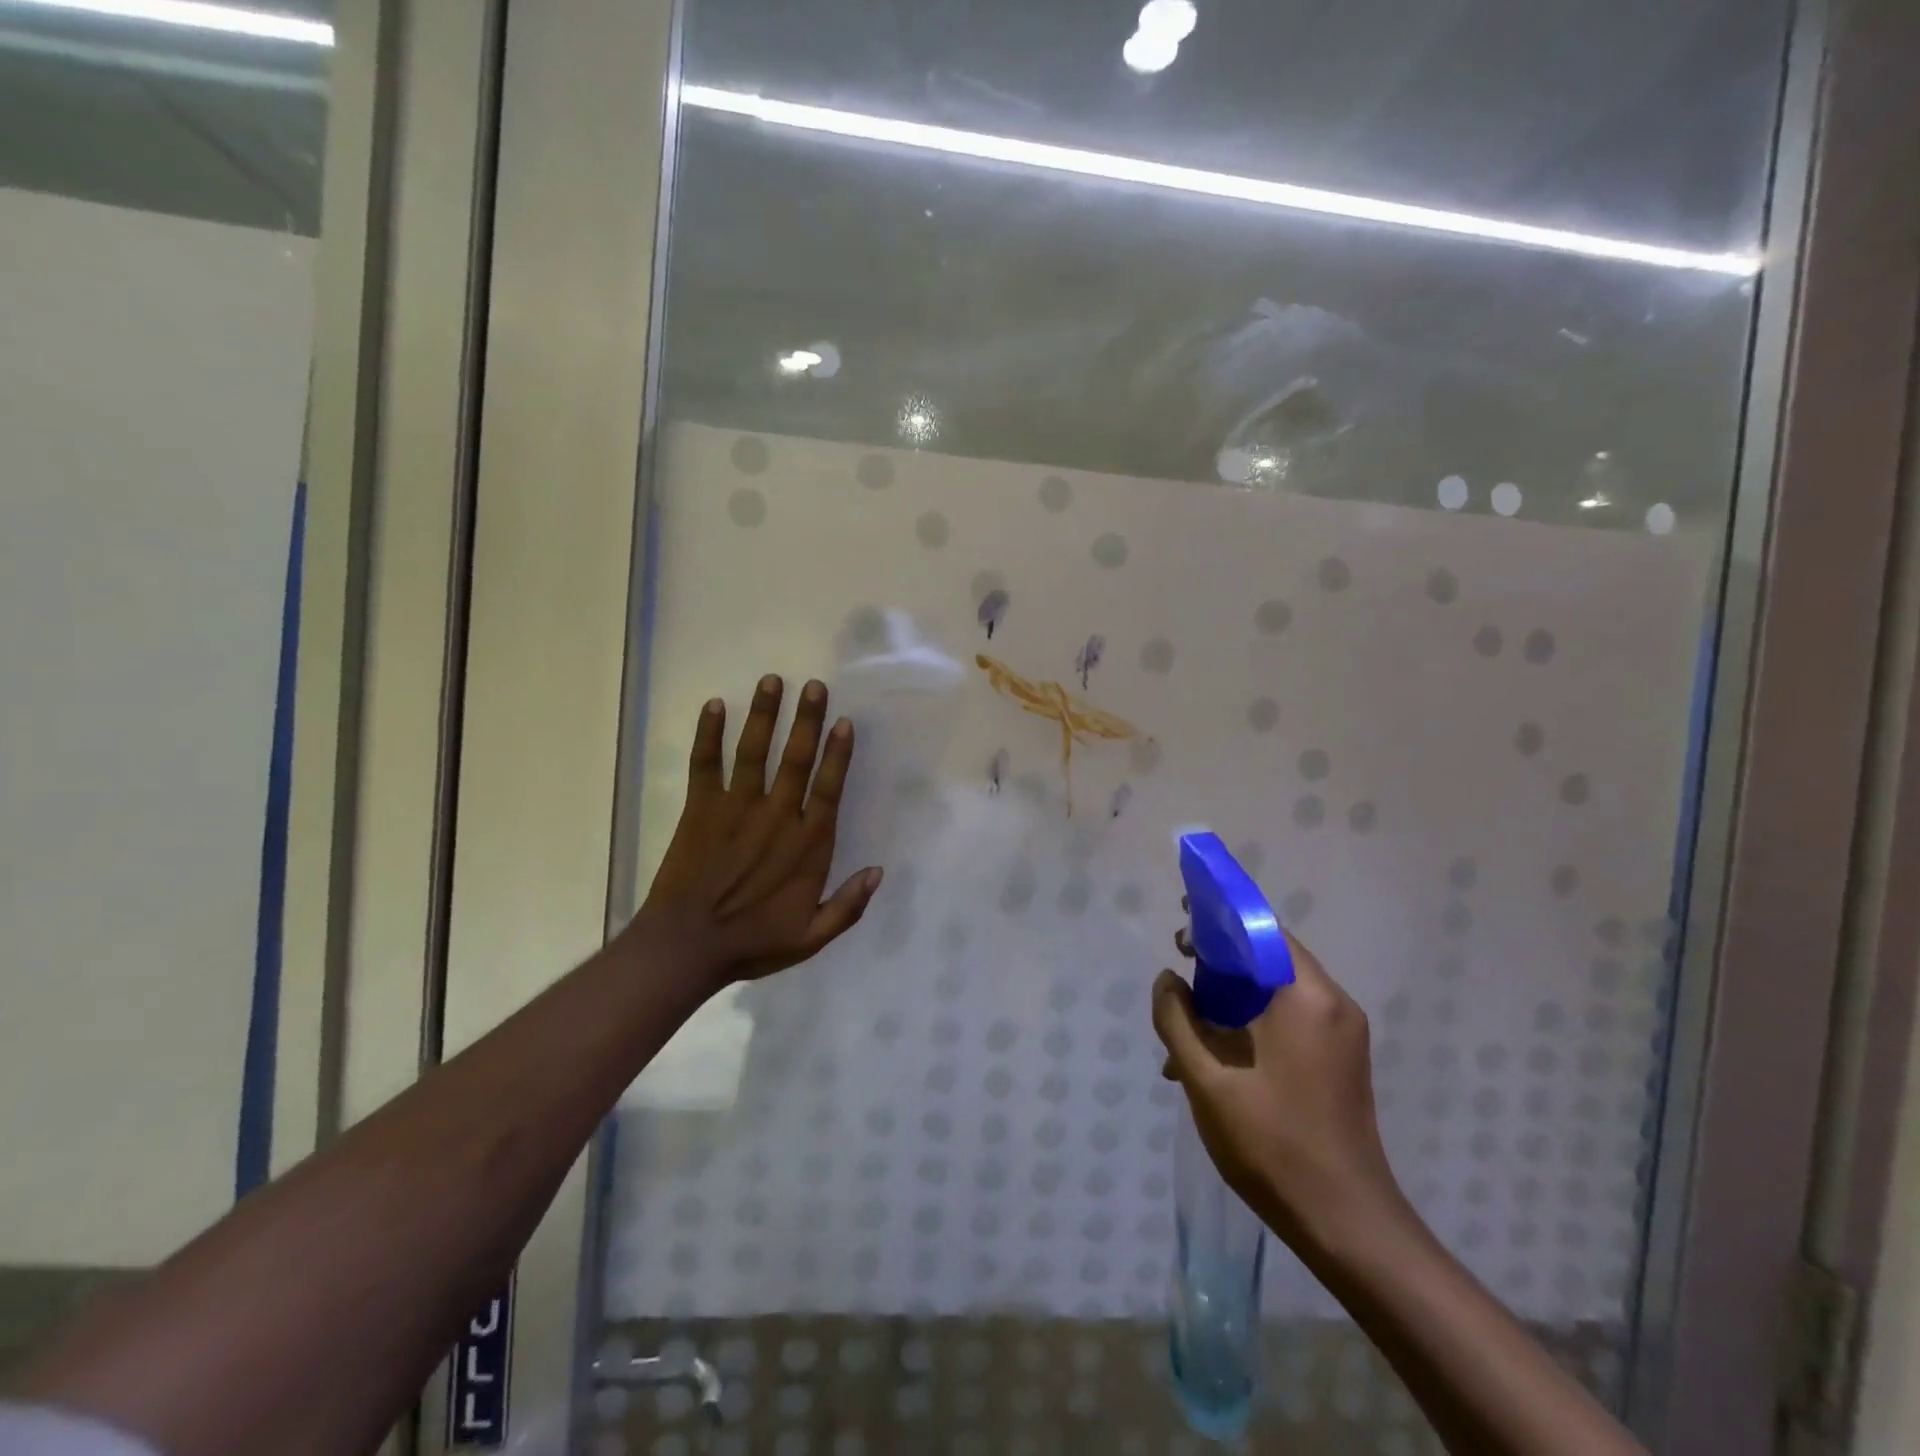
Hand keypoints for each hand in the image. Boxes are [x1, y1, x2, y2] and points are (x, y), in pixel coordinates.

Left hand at [636, 675, 882, 986]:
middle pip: (796, 759)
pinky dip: (708, 735)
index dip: (837, 754)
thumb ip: (848, 905)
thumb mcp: (811, 937)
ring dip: (764, 715)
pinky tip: (714, 705)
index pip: (828, 788)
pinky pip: (705, 765)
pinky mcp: (700, 809)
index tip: (844, 722)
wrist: (686, 947)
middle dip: (807, 720)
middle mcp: (776, 816)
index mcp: (807, 844)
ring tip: (772, 681)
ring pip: (754, 752)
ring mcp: (736, 808)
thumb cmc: (752, 942)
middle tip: (814, 686)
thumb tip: (879, 872)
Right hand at [1151, 917, 1406, 1255]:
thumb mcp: (1207, 1081)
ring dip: (1232, 995)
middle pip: (1270, 957)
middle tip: (1178, 968)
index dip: (1221, 917)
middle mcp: (1332, 1004)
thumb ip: (1177, 1021)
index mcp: (1306, 998)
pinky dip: (1252, 1020)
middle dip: (1221, 958)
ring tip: (1188, 1019)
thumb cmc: (1273, 1145)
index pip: (1263, 930)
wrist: (1349, 1226)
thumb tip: (1167, 980)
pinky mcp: (1341, 1060)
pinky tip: (1216, 1055)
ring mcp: (1342, 1034)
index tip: (1183, 920)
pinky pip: (1291, 1018)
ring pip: (1277, 990)